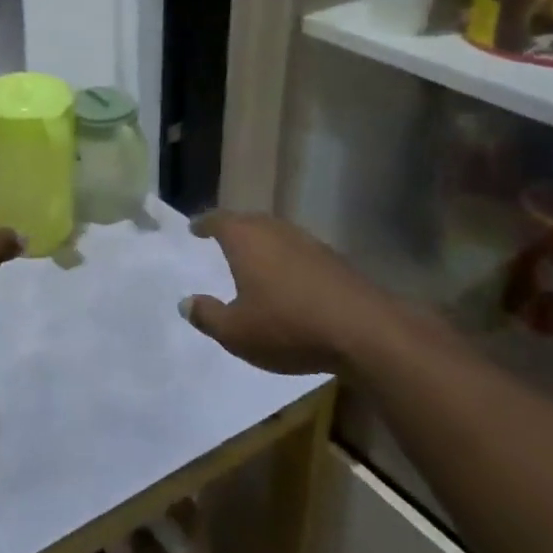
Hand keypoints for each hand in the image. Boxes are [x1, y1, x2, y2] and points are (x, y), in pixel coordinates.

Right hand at [179, 211, 396, 375]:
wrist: (366, 332)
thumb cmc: (288, 326)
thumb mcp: (236, 332)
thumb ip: (207, 316)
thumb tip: (186, 303)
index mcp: (246, 239)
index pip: (218, 220)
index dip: (204, 223)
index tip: (195, 228)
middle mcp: (275, 231)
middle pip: (249, 221)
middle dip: (233, 229)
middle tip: (221, 239)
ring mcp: (309, 242)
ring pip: (277, 234)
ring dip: (262, 243)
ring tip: (253, 259)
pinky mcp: (334, 260)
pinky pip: (299, 251)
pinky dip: (286, 259)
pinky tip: (288, 280)